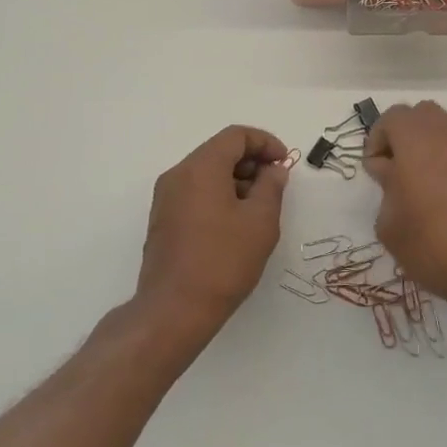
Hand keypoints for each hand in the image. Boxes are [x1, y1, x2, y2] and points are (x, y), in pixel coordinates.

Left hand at [137, 126, 290, 340]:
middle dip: (251, 161)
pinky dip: (218, 194)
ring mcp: (166, 197)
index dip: (265, 143)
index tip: (284, 164)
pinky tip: (235, 223)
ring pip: (206, 172)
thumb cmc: (223, 261)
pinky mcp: (163, 219)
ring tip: (258, 208)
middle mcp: (178, 174)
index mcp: (201, 167)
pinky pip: (194, 191)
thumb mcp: (261, 221)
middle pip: (219, 151)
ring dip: (236, 179)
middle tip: (275, 185)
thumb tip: (273, 170)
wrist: (174, 311)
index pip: (236, 136)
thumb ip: (271, 187)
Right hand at [365, 102, 446, 324]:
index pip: (392, 117)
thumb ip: (386, 187)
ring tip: (423, 180)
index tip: (375, 170)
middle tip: (396, 170)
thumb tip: (392, 172)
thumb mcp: (390, 224)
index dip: (377, 140)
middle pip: (421, 115)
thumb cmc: (433, 246)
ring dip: (430, 143)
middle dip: (404, 135)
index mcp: (417, 138)